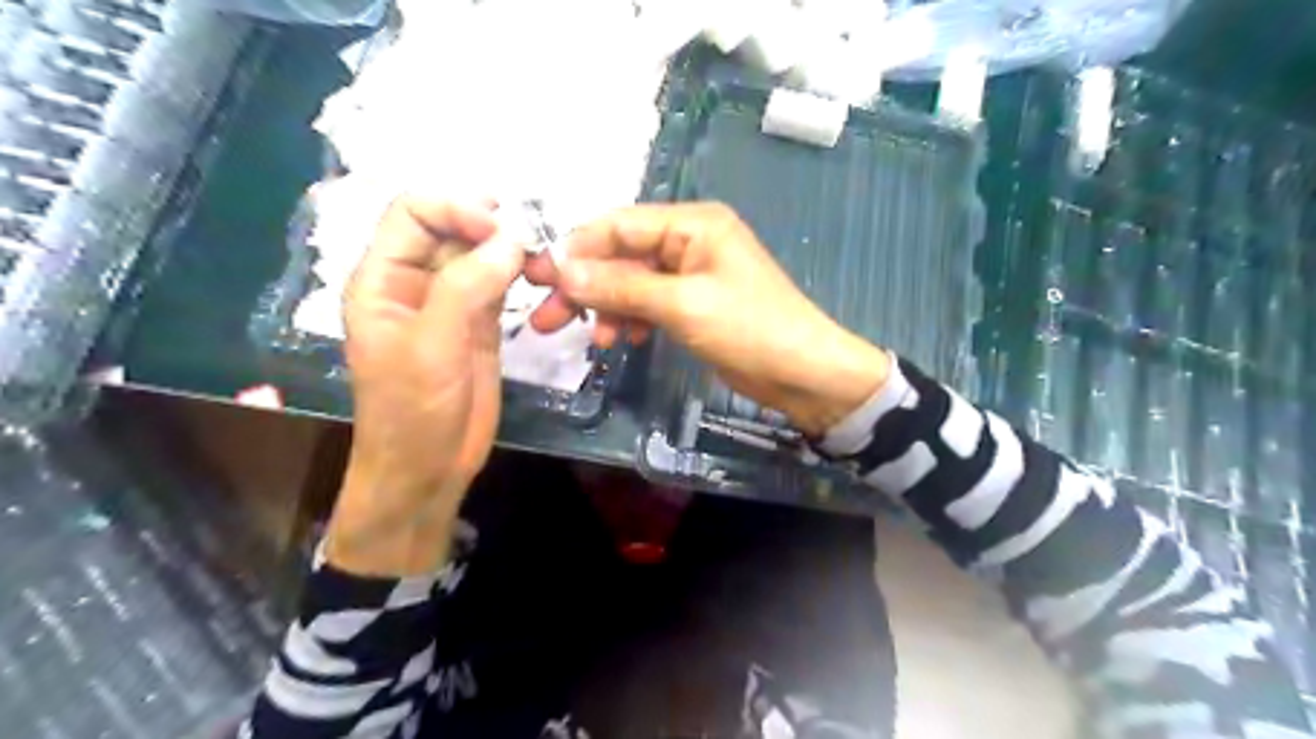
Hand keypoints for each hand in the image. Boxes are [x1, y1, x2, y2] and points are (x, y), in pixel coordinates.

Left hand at [325, 196, 523, 576]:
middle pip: (451, 228)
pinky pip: (500, 283)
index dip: (454, 208)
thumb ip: (466, 286)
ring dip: (511, 248)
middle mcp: (415, 281)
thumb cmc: (413, 409)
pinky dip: (521, 273)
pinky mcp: (481, 323)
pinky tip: (541, 275)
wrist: (429, 466)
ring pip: (480, 254)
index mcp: (382, 279)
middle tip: (533, 238)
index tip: (499, 228)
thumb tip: (512, 238)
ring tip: (544, 258)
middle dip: (490, 225)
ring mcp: (451, 302)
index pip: (413, 213)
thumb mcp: (432, 345)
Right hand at [527, 203, 889, 436]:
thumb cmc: (750, 328)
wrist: (804, 373)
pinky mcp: (693, 305)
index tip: (536, 277)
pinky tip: (622, 341)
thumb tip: (561, 270)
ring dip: (606, 308)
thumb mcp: (682, 304)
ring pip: (631, 283)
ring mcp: (691, 274)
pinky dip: (632, 321)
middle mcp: (689, 241)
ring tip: (588, 340)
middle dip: (584, 285)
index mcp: (692, 223)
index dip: (575, 249)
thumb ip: (622, 285)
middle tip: (544, 316)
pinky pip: (649, 305)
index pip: (619, 225)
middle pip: (621, 255)